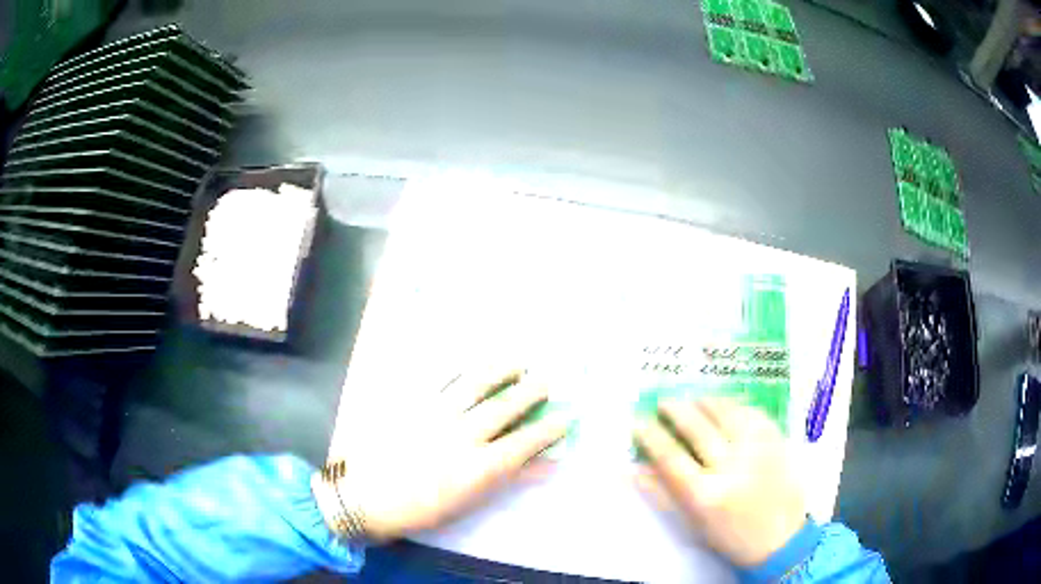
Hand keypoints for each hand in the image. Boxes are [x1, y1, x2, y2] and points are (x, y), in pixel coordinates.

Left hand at [322, 370, 568, 541]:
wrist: (366, 497)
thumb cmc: (421, 510)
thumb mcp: (468, 502)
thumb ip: (506, 480)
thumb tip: (541, 465)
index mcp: (478, 467)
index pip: (525, 442)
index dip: (549, 429)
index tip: (565, 417)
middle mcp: (462, 435)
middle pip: (504, 407)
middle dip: (531, 391)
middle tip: (546, 381)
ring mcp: (436, 415)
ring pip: (475, 384)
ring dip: (500, 370)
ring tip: (517, 363)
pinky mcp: (412, 404)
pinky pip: (439, 379)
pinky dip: (460, 368)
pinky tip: (471, 363)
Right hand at [633, 397, 805, 566]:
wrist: (781, 538)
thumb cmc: (729, 536)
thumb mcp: (691, 523)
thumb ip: (662, 495)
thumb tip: (632, 471)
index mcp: (704, 496)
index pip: (670, 458)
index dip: (651, 437)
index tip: (639, 422)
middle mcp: (730, 468)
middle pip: (697, 429)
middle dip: (676, 411)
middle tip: (665, 402)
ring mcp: (757, 451)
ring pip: (726, 414)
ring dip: (705, 401)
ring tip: (693, 398)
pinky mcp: (776, 442)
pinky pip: (753, 413)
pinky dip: (736, 405)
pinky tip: (725, 405)